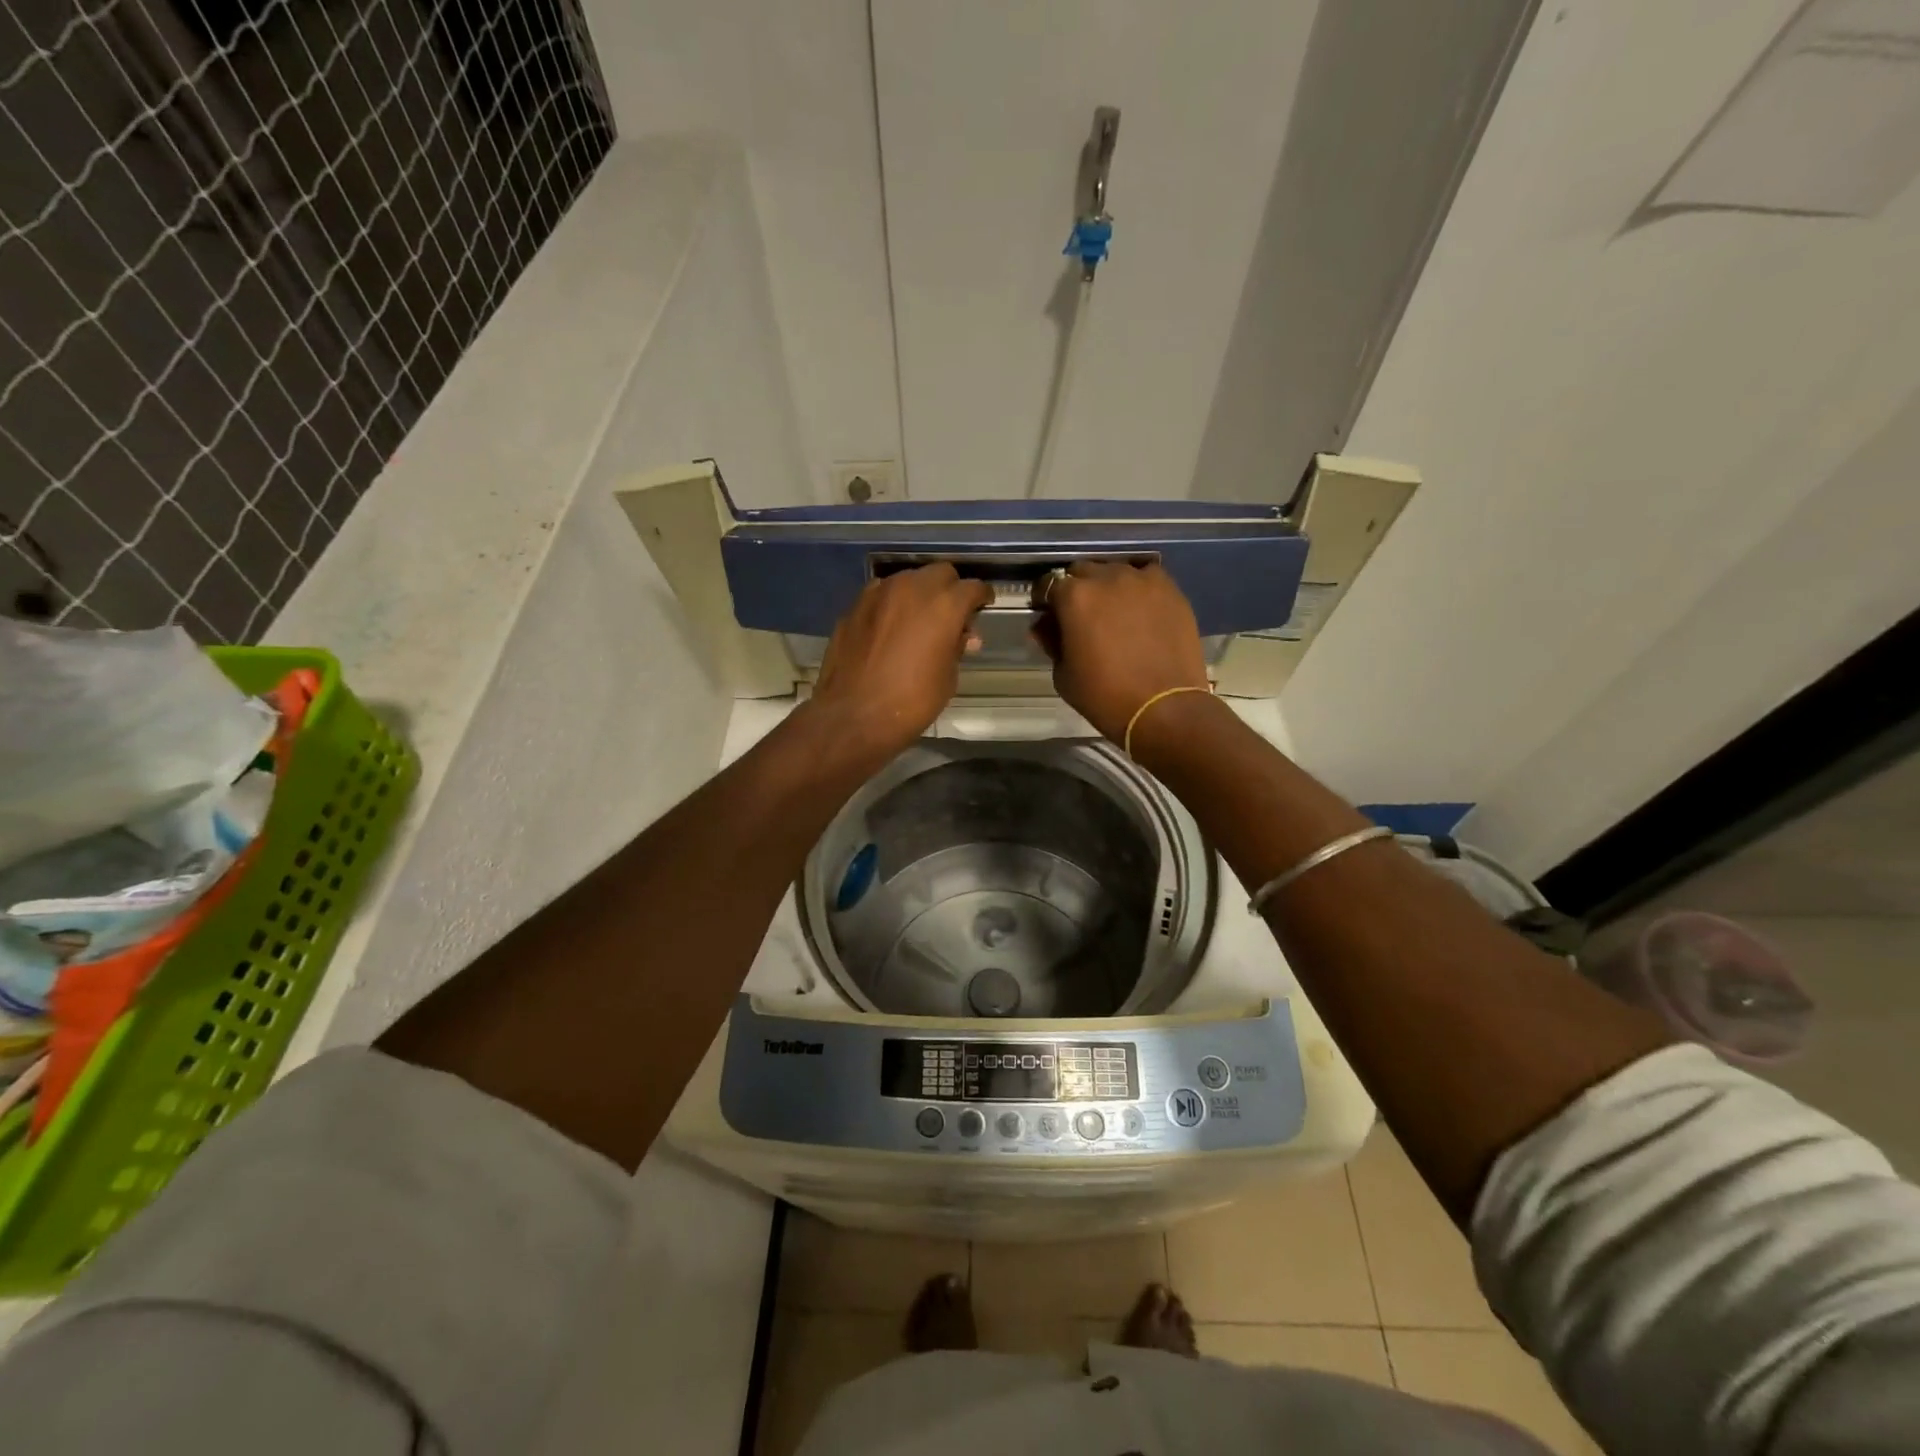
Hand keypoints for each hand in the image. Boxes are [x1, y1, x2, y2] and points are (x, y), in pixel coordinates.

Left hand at [809, 564, 992, 758]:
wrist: (853, 716)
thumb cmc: (911, 703)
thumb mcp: (947, 678)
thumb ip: (957, 648)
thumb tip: (964, 636)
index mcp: (944, 605)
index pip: (973, 587)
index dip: (981, 597)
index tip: (982, 607)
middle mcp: (912, 588)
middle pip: (940, 573)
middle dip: (950, 589)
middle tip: (951, 614)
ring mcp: (878, 594)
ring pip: (908, 579)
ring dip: (919, 593)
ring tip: (919, 619)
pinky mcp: (854, 607)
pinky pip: (881, 595)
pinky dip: (892, 604)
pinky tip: (890, 626)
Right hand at [1033, 561, 1210, 742]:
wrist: (1164, 709)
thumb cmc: (1105, 696)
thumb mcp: (1063, 675)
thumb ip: (1051, 642)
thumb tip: (1044, 626)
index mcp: (1074, 597)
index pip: (1049, 584)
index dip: (1046, 600)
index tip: (1048, 616)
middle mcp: (1107, 578)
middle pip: (1082, 571)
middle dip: (1077, 589)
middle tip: (1081, 615)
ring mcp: (1142, 580)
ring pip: (1116, 571)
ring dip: (1108, 586)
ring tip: (1113, 611)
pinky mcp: (1170, 590)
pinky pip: (1147, 577)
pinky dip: (1139, 588)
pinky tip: (1140, 609)